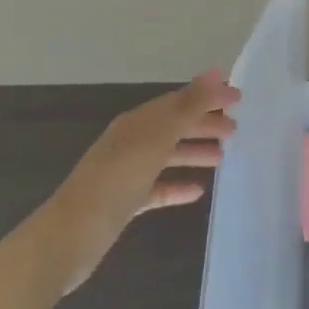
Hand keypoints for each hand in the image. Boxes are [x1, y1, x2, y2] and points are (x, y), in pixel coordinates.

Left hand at [36, 70, 239, 294]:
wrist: (70, 236)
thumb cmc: (117, 180)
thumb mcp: (157, 138)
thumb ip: (188, 105)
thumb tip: (216, 71)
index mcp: (138, 121)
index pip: (179, 100)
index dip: (208, 97)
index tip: (238, 99)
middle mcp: (131, 141)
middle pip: (174, 126)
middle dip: (204, 124)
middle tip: (236, 130)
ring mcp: (126, 172)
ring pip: (167, 155)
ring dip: (194, 152)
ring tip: (222, 157)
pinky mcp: (124, 202)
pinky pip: (157, 187)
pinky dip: (177, 185)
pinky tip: (197, 191)